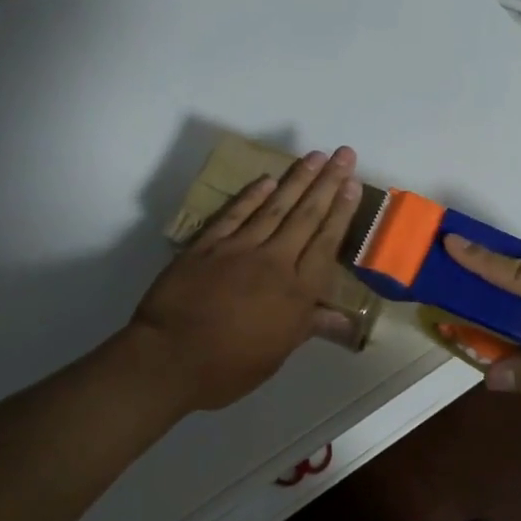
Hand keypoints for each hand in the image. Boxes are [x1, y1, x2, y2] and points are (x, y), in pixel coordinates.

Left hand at [126, 147, 361, 413]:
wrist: (169, 359)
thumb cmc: (228, 367)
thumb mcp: (277, 355)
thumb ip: (309, 326)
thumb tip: (346, 320)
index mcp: (296, 292)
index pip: (326, 242)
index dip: (341, 211)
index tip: (352, 183)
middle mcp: (274, 261)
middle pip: (306, 215)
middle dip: (327, 182)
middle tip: (343, 153)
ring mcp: (239, 248)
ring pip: (275, 207)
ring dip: (297, 179)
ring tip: (315, 156)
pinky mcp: (208, 244)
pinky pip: (235, 213)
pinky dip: (252, 195)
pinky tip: (267, 179)